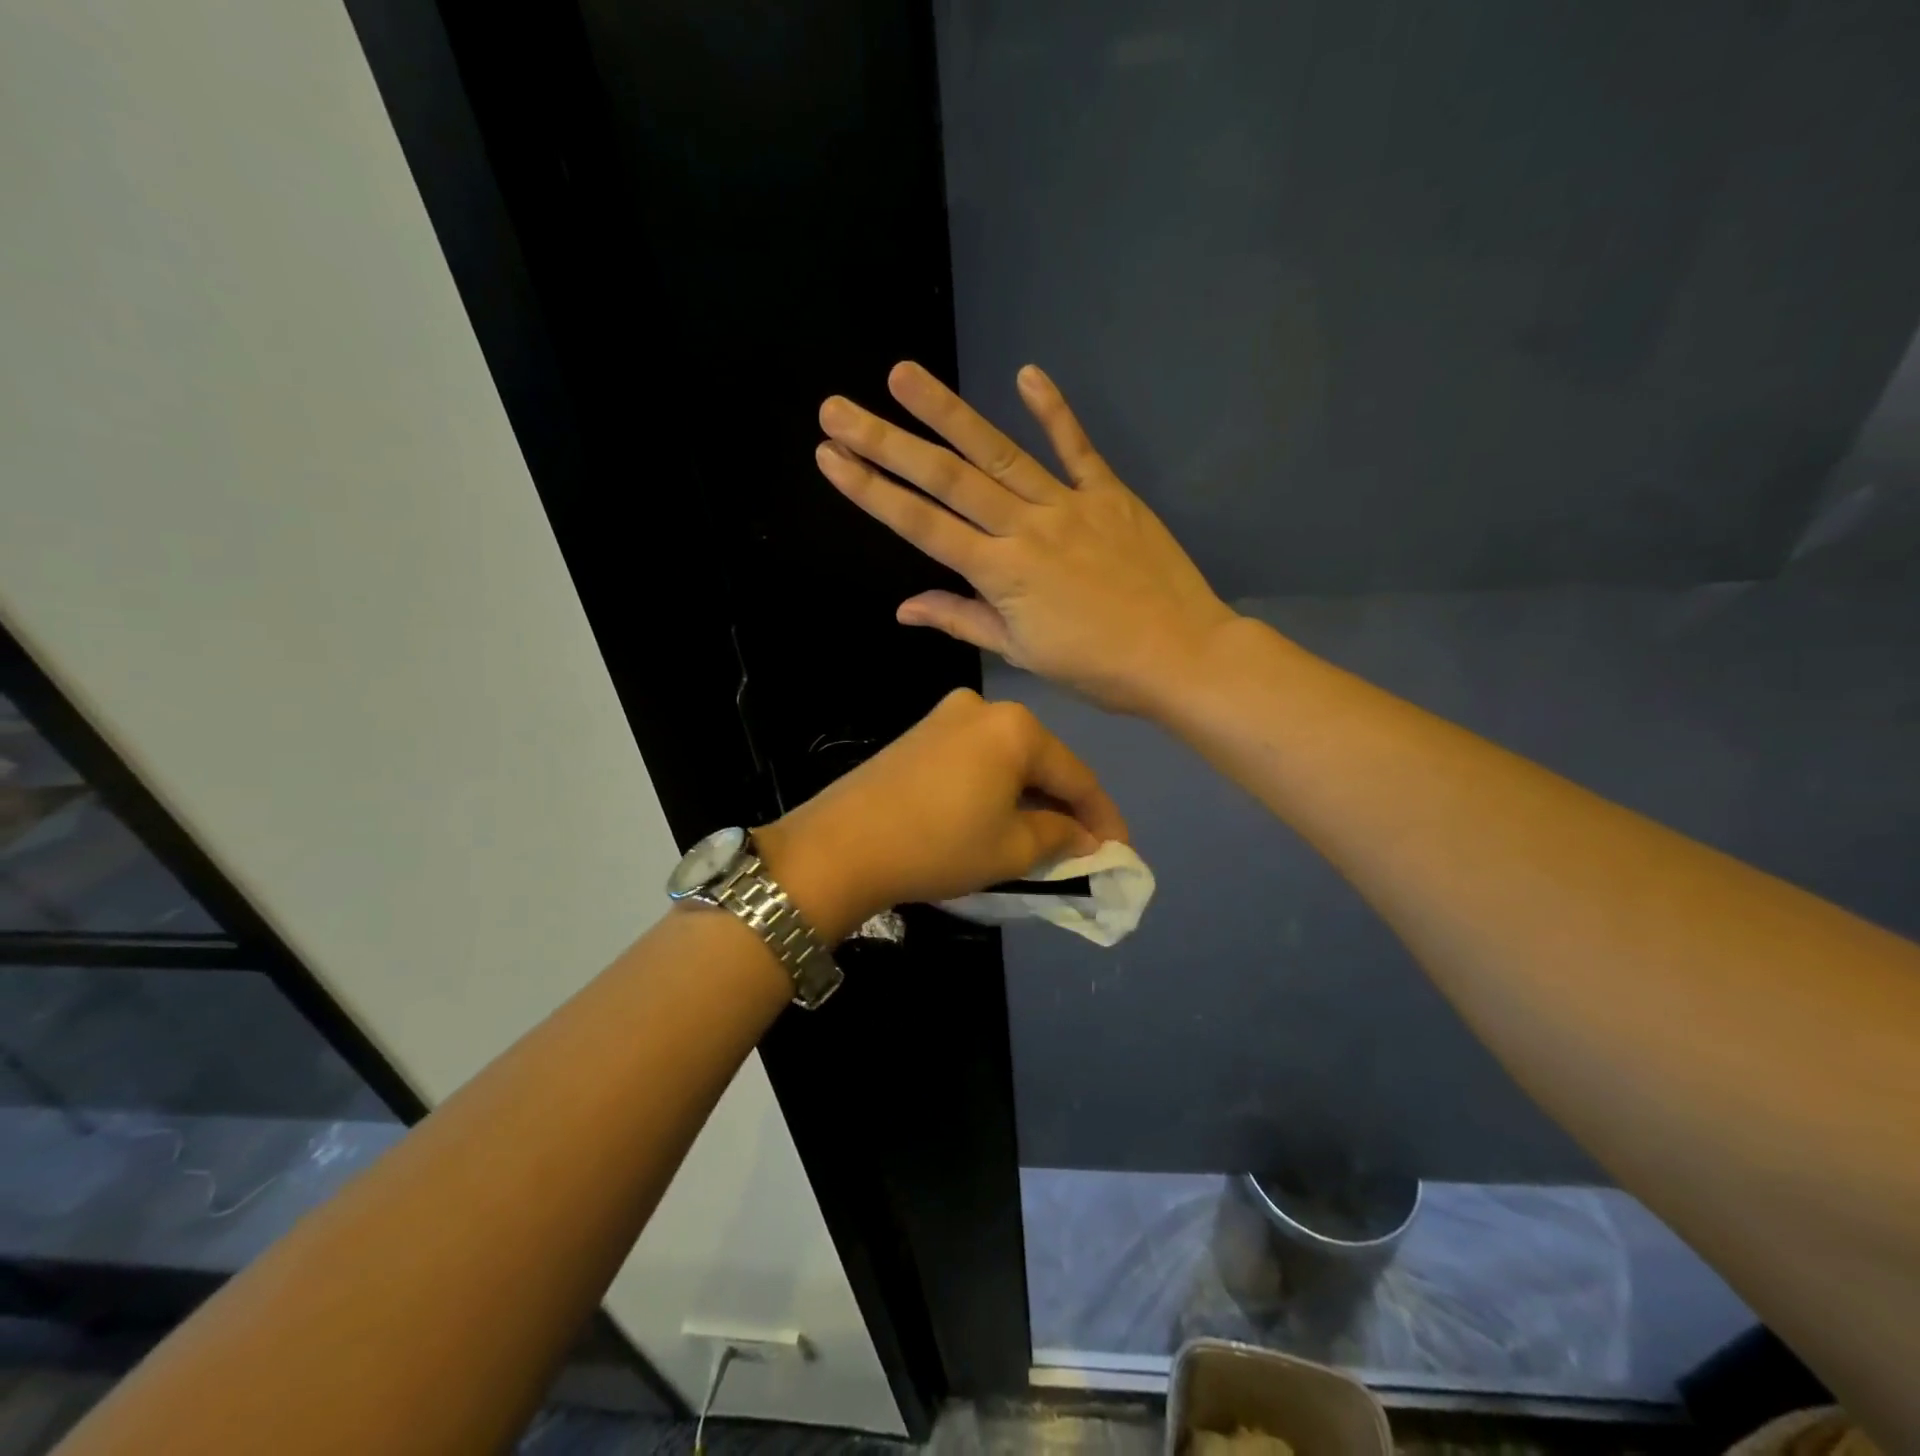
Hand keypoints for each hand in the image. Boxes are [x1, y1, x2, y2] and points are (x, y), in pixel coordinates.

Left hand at [753, 688, 1127, 941]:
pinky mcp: (919, 735)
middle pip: (1041, 761)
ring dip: (1029, 797)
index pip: (1076, 774)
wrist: (840, 845)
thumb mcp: (1012, 849)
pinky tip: (999, 817)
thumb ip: (1060, 836)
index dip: (1102, 817)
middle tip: (1083, 847)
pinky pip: (976, 760)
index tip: (1120, 851)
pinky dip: (996, 788)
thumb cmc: (939, 845)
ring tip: (1044, 838)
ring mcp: (945, 717)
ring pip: (1007, 760)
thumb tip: (1084, 836)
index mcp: (1015, 727)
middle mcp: (983, 708)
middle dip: (1064, 805)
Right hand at [816, 362, 1237, 715]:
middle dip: (887, 443)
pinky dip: (1053, 411)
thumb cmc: (1097, 667)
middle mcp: (1025, 528)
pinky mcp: (1109, 493)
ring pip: (998, 452)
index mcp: (1000, 574)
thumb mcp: (1021, 653)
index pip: (921, 526)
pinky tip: (1026, 374)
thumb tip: (904, 608)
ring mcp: (1068, 504)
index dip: (871, 491)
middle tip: (838, 408)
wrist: (1181, 655)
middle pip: (947, 479)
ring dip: (948, 411)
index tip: (830, 457)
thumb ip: (962, 620)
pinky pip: (1076, 447)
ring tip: (903, 374)